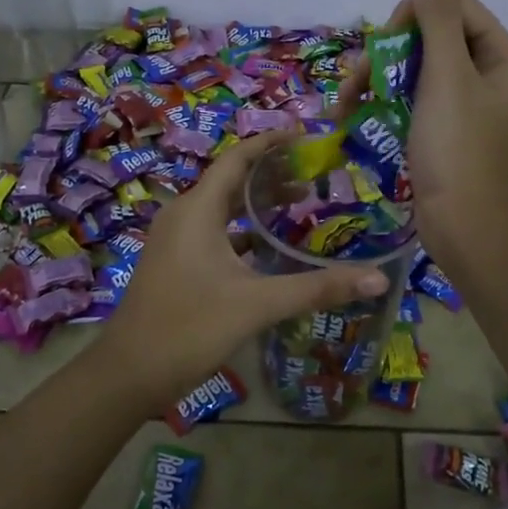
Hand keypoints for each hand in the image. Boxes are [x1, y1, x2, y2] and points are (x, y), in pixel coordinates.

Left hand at [94, 131, 390, 411]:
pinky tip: (270, 249)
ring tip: (301, 206)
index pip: (237, 159)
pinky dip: (243, 232)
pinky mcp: (175, 263)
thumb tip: (378, 277)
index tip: (305, 135)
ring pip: (222, 210)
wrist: (129, 373)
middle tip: (315, 176)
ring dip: (257, 205)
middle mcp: (183, 216)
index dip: (270, 143)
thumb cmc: (190, 327)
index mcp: (197, 210)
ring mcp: (175, 241)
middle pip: (231, 182)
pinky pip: (213, 233)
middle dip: (271, 175)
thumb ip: (317, 288)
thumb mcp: (258, 304)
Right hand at [341, 0, 507, 260]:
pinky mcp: (445, 131)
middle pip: (431, 38)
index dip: (417, 15)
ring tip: (346, 103)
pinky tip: (355, 115)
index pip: (456, 7)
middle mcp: (487, 75)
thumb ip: (437, 23)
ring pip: (416, 70)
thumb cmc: (458, 147)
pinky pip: (413, 101)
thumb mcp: (448, 77)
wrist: (463, 226)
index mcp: (502, 56)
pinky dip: (386, 104)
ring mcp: (465, 105)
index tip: (387, 41)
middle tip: (361, 80)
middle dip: (390, 53)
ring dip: (378, 80)